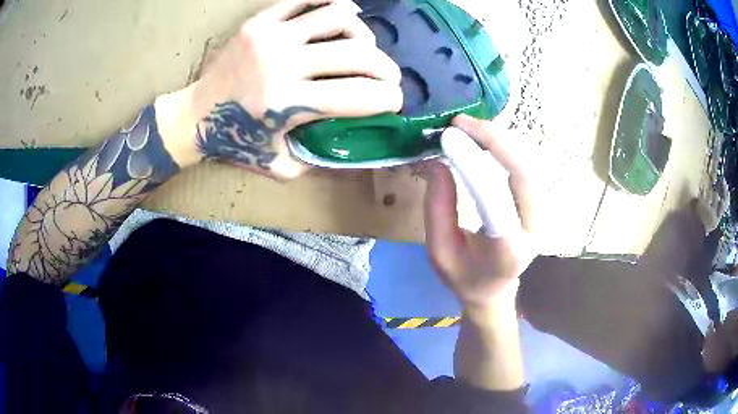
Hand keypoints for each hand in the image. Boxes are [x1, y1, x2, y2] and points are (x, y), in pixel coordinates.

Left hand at [156, 0, 401, 178]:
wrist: (194, 115)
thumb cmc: (236, 141)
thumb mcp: (279, 165)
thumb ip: (319, 158)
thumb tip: (354, 143)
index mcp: (287, 104)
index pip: (359, 95)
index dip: (388, 99)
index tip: (394, 102)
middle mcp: (282, 64)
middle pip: (357, 53)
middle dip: (386, 68)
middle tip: (388, 77)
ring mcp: (271, 36)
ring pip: (338, 18)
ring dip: (364, 33)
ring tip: (364, 45)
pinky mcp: (260, 21)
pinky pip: (307, 0)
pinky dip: (334, 4)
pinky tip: (344, 15)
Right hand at [424, 115, 537, 314]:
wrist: (496, 289)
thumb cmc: (465, 276)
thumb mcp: (440, 252)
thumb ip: (437, 211)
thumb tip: (438, 162)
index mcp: (507, 252)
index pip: (494, 203)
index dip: (473, 166)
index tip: (448, 138)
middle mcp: (533, 230)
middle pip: (524, 175)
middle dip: (495, 142)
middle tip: (461, 122)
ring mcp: (541, 214)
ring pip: (529, 165)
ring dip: (501, 140)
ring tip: (468, 125)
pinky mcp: (539, 202)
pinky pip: (527, 166)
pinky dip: (506, 147)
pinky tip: (485, 136)